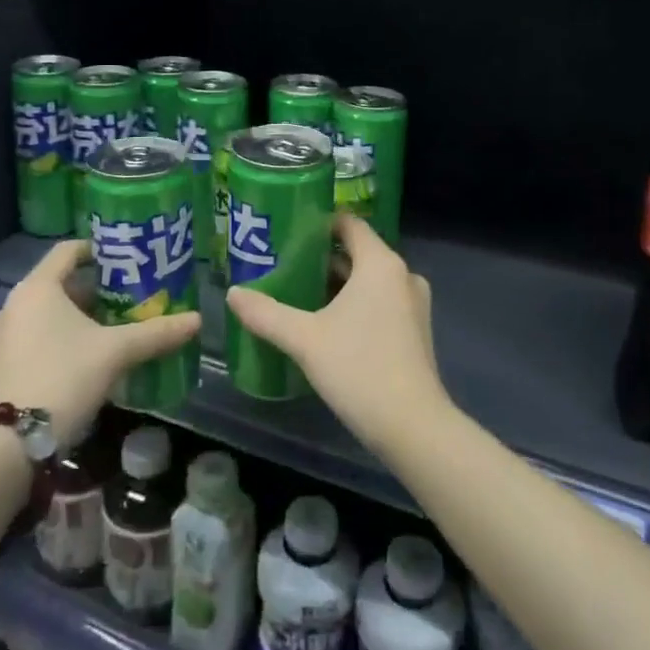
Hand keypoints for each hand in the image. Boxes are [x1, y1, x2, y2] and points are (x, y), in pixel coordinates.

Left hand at [0, 240, 199, 446]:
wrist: (9, 443)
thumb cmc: (64, 376)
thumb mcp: (116, 352)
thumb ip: (156, 333)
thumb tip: (197, 319)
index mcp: (37, 288)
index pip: (68, 250)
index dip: (99, 249)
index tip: (126, 258)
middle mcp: (13, 305)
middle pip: (59, 284)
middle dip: (94, 290)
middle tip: (128, 298)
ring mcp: (0, 338)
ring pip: (45, 314)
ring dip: (76, 318)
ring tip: (111, 329)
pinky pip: (33, 338)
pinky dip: (58, 339)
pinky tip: (85, 359)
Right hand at [226, 214, 447, 456]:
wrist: (412, 426)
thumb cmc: (359, 368)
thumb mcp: (304, 339)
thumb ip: (266, 313)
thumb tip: (233, 293)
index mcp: (380, 263)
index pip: (349, 224)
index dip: (319, 223)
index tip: (288, 232)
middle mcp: (402, 275)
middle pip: (357, 253)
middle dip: (321, 259)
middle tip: (283, 267)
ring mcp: (414, 304)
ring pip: (369, 281)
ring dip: (337, 285)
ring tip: (298, 294)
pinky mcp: (416, 330)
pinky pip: (381, 302)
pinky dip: (355, 304)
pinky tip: (326, 325)